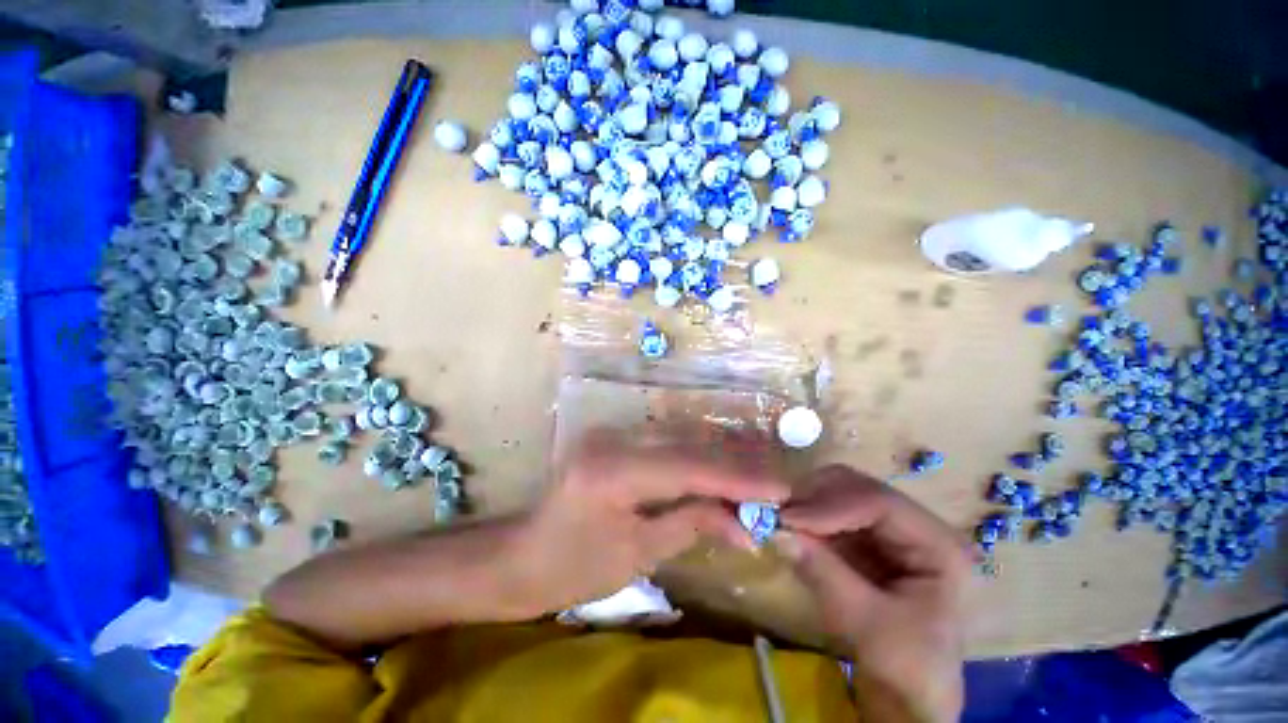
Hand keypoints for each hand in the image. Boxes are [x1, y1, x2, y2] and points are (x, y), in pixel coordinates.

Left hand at [503, 431, 788, 618]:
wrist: (520, 557)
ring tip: (756, 477)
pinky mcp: (615, 439)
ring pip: (679, 440)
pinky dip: (695, 459)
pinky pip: (664, 444)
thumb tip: (744, 523)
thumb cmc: (572, 568)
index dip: (736, 479)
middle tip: (773, 485)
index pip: (688, 467)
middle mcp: (613, 439)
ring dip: (718, 460)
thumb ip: (690, 523)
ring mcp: (612, 434)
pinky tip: (719, 469)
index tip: (779, 490)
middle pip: (687, 446)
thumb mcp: (636, 553)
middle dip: (733, 467)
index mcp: (612, 470)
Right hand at [775, 465, 972, 722]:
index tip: (789, 517)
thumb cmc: (907, 669)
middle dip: (815, 496)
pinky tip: (789, 527)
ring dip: (807, 502)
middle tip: (778, 512)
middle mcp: (915, 525)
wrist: (909, 698)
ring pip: (840, 494)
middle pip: (858, 487)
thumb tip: (777, 531)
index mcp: (939, 544)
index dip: (831, 505)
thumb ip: (824, 573)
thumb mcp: (868, 625)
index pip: (879, 503)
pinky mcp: (866, 540)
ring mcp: (889, 530)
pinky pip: (830, 513)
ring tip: (779, 518)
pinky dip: (807, 516)